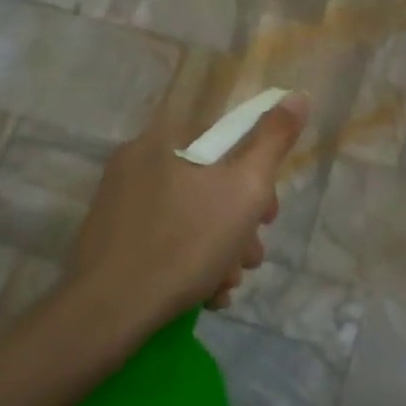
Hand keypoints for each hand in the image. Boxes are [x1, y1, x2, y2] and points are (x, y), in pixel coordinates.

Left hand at [57, 93, 311, 343]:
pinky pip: (164, 239)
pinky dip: (189, 262)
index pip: (226, 141)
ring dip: (219, 250)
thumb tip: (296, 96)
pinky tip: (205, 294)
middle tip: (248, 257)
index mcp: (165, 139)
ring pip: (189, 217)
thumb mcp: (245, 189)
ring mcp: (119, 202)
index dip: (258, 177)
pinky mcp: (111, 239)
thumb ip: (273, 141)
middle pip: (209, 183)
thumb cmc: (186, 242)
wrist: (109, 310)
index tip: (267, 216)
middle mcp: (137, 161)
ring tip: (225, 284)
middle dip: (240, 225)